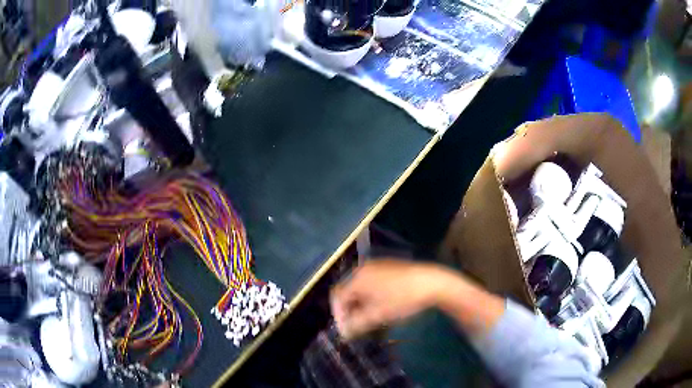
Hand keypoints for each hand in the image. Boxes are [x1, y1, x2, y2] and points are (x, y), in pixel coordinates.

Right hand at [330, 259, 454, 339]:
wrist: (432, 282)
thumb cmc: (402, 299)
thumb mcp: (378, 315)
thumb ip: (357, 324)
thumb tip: (343, 333)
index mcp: (358, 278)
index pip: (337, 297)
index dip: (338, 314)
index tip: (346, 329)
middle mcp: (363, 268)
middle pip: (347, 291)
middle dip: (349, 310)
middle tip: (357, 325)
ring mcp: (377, 266)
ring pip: (360, 287)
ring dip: (359, 304)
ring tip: (369, 318)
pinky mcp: (388, 266)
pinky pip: (371, 282)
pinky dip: (370, 295)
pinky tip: (381, 305)